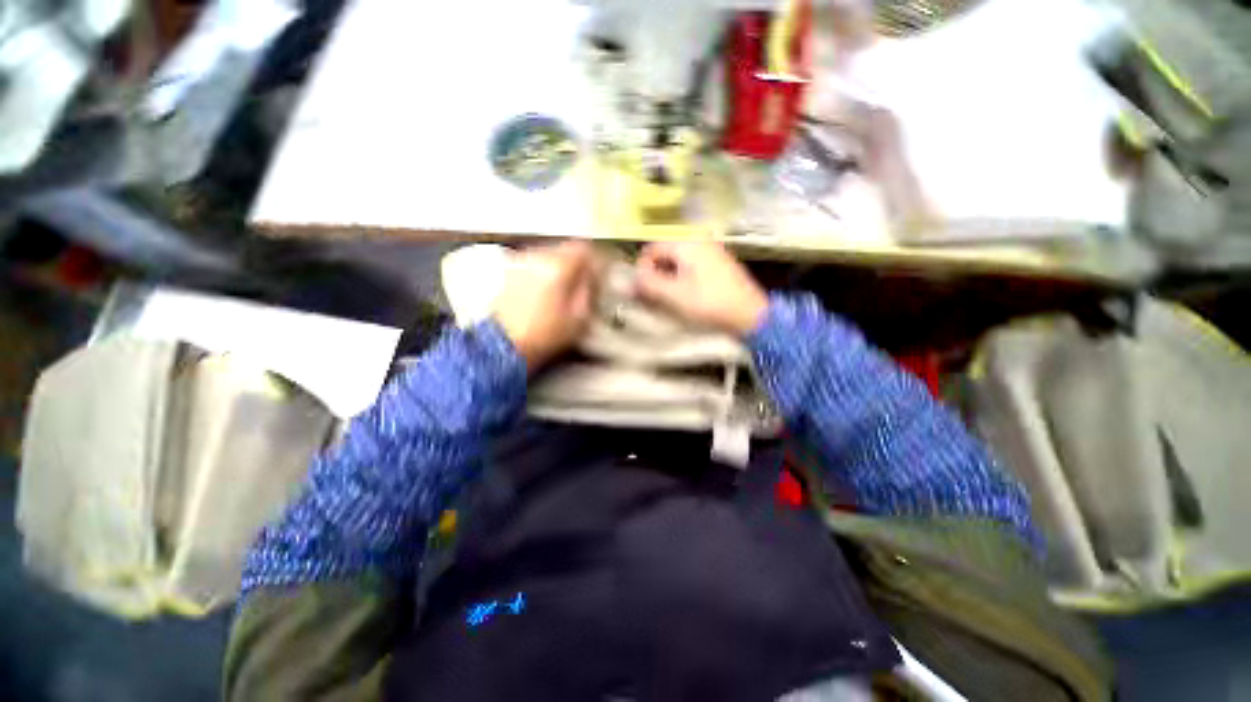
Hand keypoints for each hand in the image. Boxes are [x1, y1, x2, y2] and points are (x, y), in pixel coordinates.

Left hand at [493, 241, 598, 370]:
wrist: (502, 346)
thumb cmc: (544, 335)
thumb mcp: (578, 318)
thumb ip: (588, 291)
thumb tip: (592, 277)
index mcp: (557, 267)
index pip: (583, 249)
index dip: (595, 259)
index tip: (599, 271)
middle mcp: (537, 257)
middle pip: (564, 248)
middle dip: (577, 261)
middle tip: (584, 279)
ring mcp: (519, 262)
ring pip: (547, 253)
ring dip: (559, 265)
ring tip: (564, 284)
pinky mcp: (507, 271)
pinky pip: (533, 262)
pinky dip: (543, 270)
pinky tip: (545, 288)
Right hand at [634, 240, 767, 336]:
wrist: (750, 313)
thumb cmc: (710, 303)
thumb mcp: (675, 295)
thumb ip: (650, 283)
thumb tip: (632, 278)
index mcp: (686, 243)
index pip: (651, 250)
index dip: (642, 270)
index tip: (642, 292)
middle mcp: (698, 239)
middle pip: (664, 254)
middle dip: (655, 274)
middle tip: (654, 297)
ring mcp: (710, 249)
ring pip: (677, 260)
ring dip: (668, 278)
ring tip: (669, 299)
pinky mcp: (718, 262)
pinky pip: (691, 265)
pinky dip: (682, 278)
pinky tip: (685, 295)